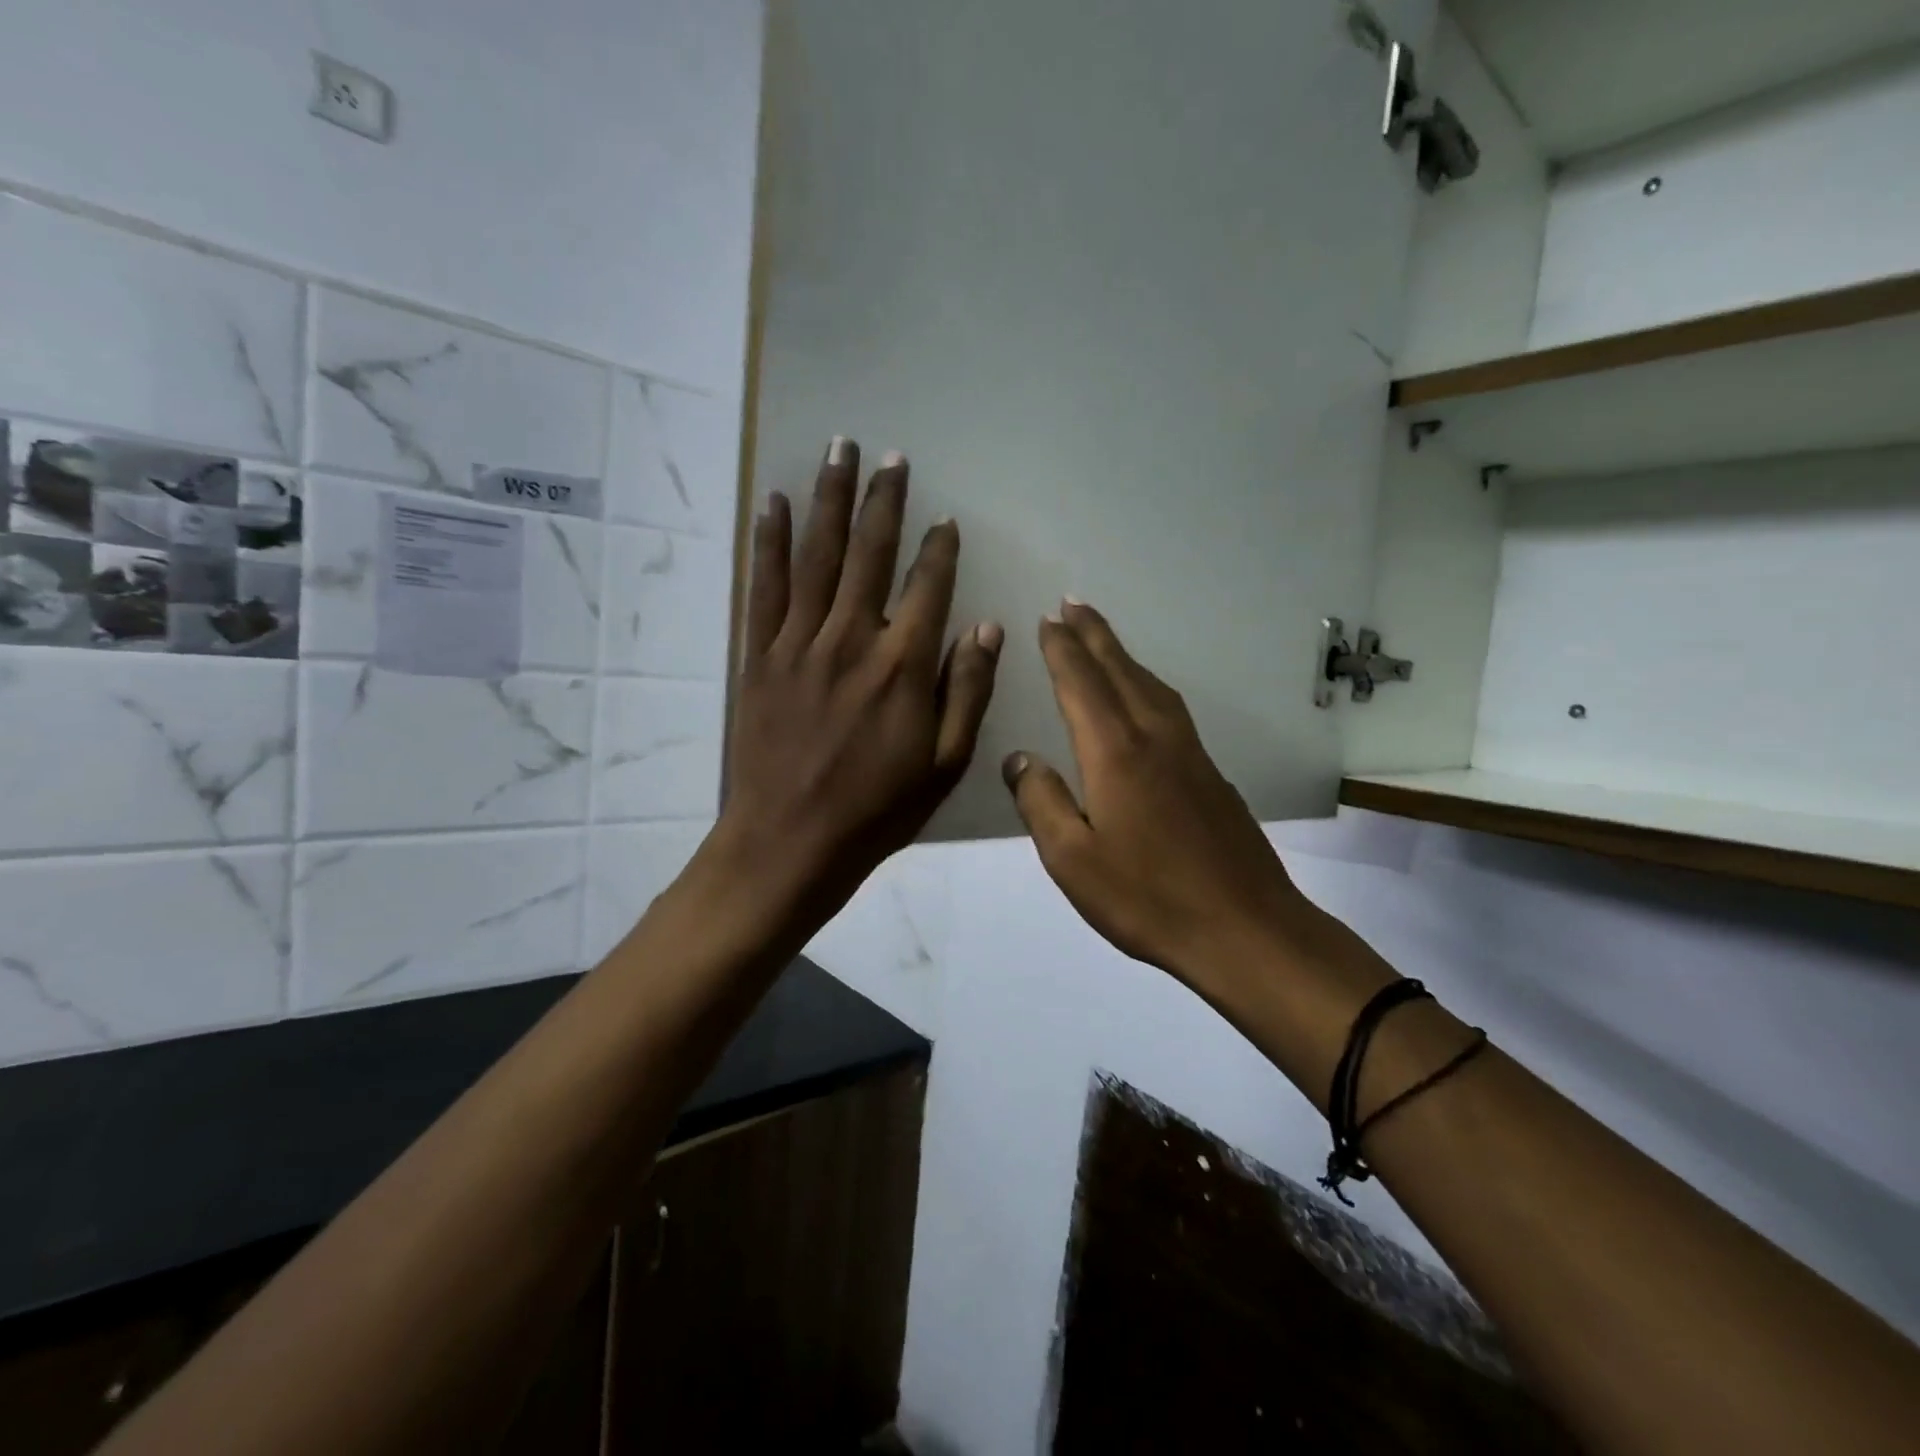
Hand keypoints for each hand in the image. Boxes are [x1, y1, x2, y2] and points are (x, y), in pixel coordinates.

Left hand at [716, 438, 1002, 924]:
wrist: (790, 842)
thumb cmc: (876, 809)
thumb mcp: (944, 764)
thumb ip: (966, 691)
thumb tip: (986, 628)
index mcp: (902, 666)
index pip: (927, 587)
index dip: (939, 549)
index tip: (945, 518)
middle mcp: (851, 639)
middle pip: (869, 553)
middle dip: (883, 500)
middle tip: (889, 455)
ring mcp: (799, 643)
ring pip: (818, 556)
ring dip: (829, 499)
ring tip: (838, 450)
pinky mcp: (760, 656)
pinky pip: (764, 586)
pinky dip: (770, 542)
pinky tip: (773, 502)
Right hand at [1002, 601, 1313, 999]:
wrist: (1245, 929)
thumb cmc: (1148, 897)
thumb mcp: (1073, 860)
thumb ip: (1041, 802)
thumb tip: (1019, 760)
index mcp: (1116, 752)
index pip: (1081, 684)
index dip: (1061, 649)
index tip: (1046, 619)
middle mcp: (1155, 738)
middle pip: (1120, 671)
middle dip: (1093, 634)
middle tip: (1072, 603)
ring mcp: (1190, 753)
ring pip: (1151, 685)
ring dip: (1122, 655)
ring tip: (1102, 639)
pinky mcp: (1211, 774)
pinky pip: (1170, 708)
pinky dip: (1147, 685)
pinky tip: (1144, 698)